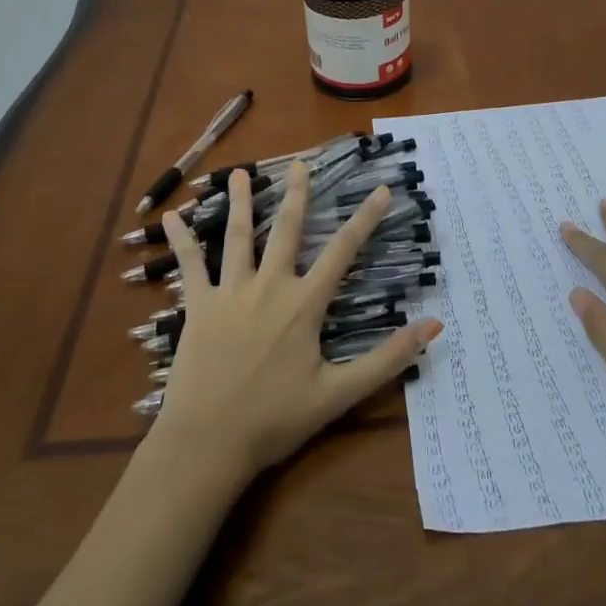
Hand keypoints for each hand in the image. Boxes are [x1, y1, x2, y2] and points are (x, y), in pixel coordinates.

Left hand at [149, 162, 441, 482]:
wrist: (208, 442)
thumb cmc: (275, 420)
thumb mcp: (339, 394)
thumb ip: (387, 359)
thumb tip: (434, 327)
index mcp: (304, 304)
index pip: (343, 251)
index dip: (365, 219)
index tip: (381, 189)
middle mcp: (269, 286)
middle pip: (286, 230)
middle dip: (296, 195)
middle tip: (300, 163)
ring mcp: (230, 292)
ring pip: (238, 237)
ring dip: (241, 203)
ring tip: (240, 173)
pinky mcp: (198, 306)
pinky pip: (190, 265)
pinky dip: (182, 239)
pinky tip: (171, 216)